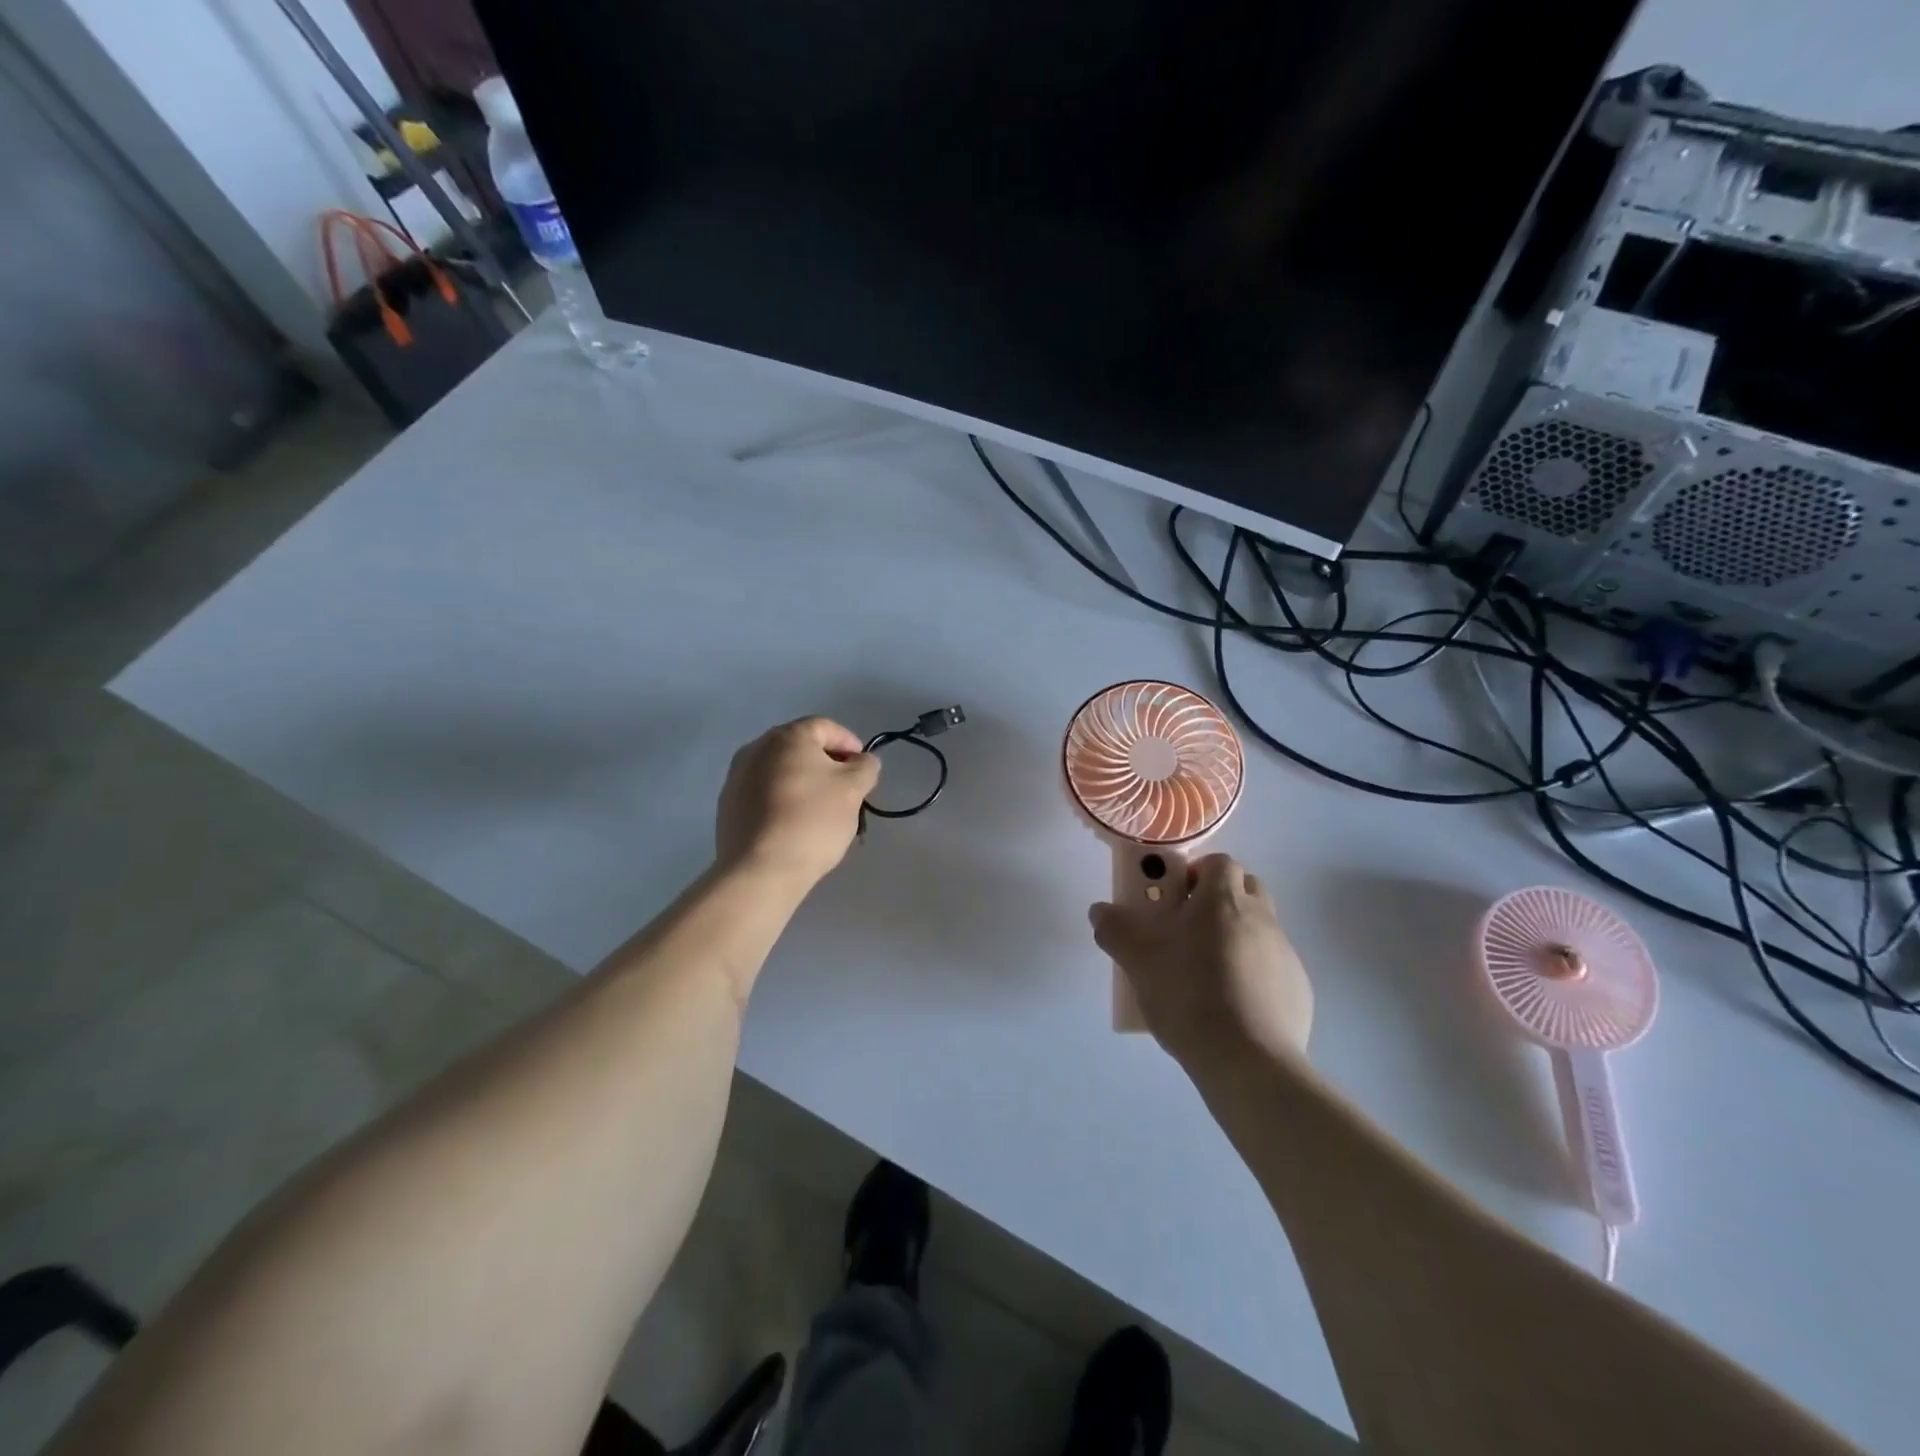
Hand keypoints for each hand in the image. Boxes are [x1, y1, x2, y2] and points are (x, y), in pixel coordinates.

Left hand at [715, 717, 879, 888]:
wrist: (760, 870)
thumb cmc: (812, 820)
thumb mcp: (853, 790)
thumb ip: (865, 767)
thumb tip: (863, 761)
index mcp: (787, 737)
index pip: (826, 727)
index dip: (850, 744)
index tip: (864, 771)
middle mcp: (756, 748)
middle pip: (800, 748)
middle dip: (827, 765)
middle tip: (846, 791)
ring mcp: (736, 777)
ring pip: (780, 772)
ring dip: (804, 783)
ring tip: (821, 812)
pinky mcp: (728, 806)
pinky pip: (763, 794)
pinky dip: (783, 801)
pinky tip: (795, 826)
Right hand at [1089, 853, 1312, 1068]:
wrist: (1247, 1060)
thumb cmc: (1188, 994)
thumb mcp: (1137, 960)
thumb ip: (1115, 929)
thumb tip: (1100, 911)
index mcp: (1223, 900)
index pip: (1220, 863)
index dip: (1197, 873)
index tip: (1176, 898)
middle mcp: (1261, 917)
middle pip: (1247, 888)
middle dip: (1221, 899)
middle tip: (1191, 929)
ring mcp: (1285, 954)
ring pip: (1261, 929)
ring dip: (1238, 937)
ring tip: (1208, 973)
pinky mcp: (1299, 990)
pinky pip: (1274, 968)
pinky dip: (1255, 975)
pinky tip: (1233, 1006)